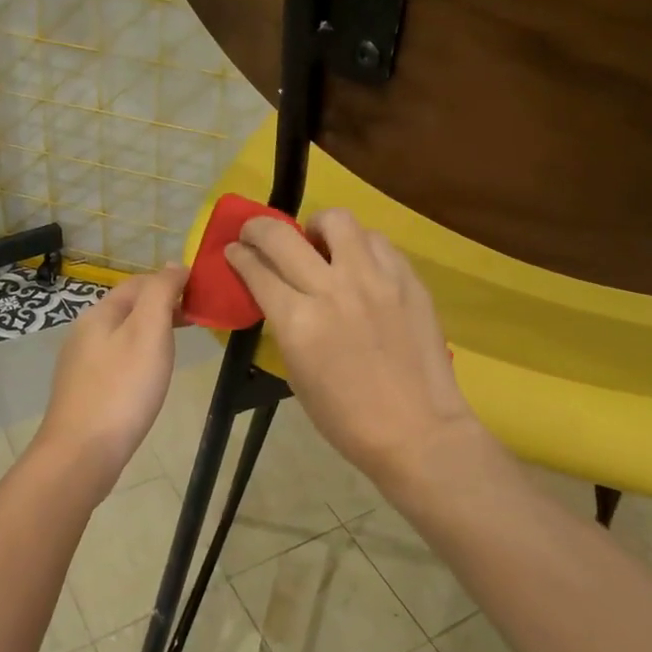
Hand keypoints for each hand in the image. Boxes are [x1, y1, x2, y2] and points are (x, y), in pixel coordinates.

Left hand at [33, 265, 186, 493]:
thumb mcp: (149, 331)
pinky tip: (149, 377)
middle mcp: (84, 332)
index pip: (139, 283)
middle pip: (128, 308)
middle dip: (161, 307)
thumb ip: (162, 293)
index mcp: (99, 313)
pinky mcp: (84, 391)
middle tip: (195, 321)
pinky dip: (138, 357)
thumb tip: (176, 265)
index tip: (201, 295)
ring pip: (122, 335)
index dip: (170, 282)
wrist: (82, 452)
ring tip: (177, 347)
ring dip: (150, 332)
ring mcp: (80, 364)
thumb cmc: (123, 388)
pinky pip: (116, 361)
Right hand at [224, 209, 484, 489]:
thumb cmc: (347, 418)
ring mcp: (375, 279)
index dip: (239, 255)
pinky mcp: (407, 279)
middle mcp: (332, 289)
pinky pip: (377, 242)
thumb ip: (285, 326)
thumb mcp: (297, 374)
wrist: (417, 430)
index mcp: (298, 322)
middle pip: (283, 236)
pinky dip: (360, 246)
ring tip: (320, 243)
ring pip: (338, 221)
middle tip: (258, 234)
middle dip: (259, 228)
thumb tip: (278, 295)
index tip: (234, 250)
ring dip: (318, 227)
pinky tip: (360, 264)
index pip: (257, 270)